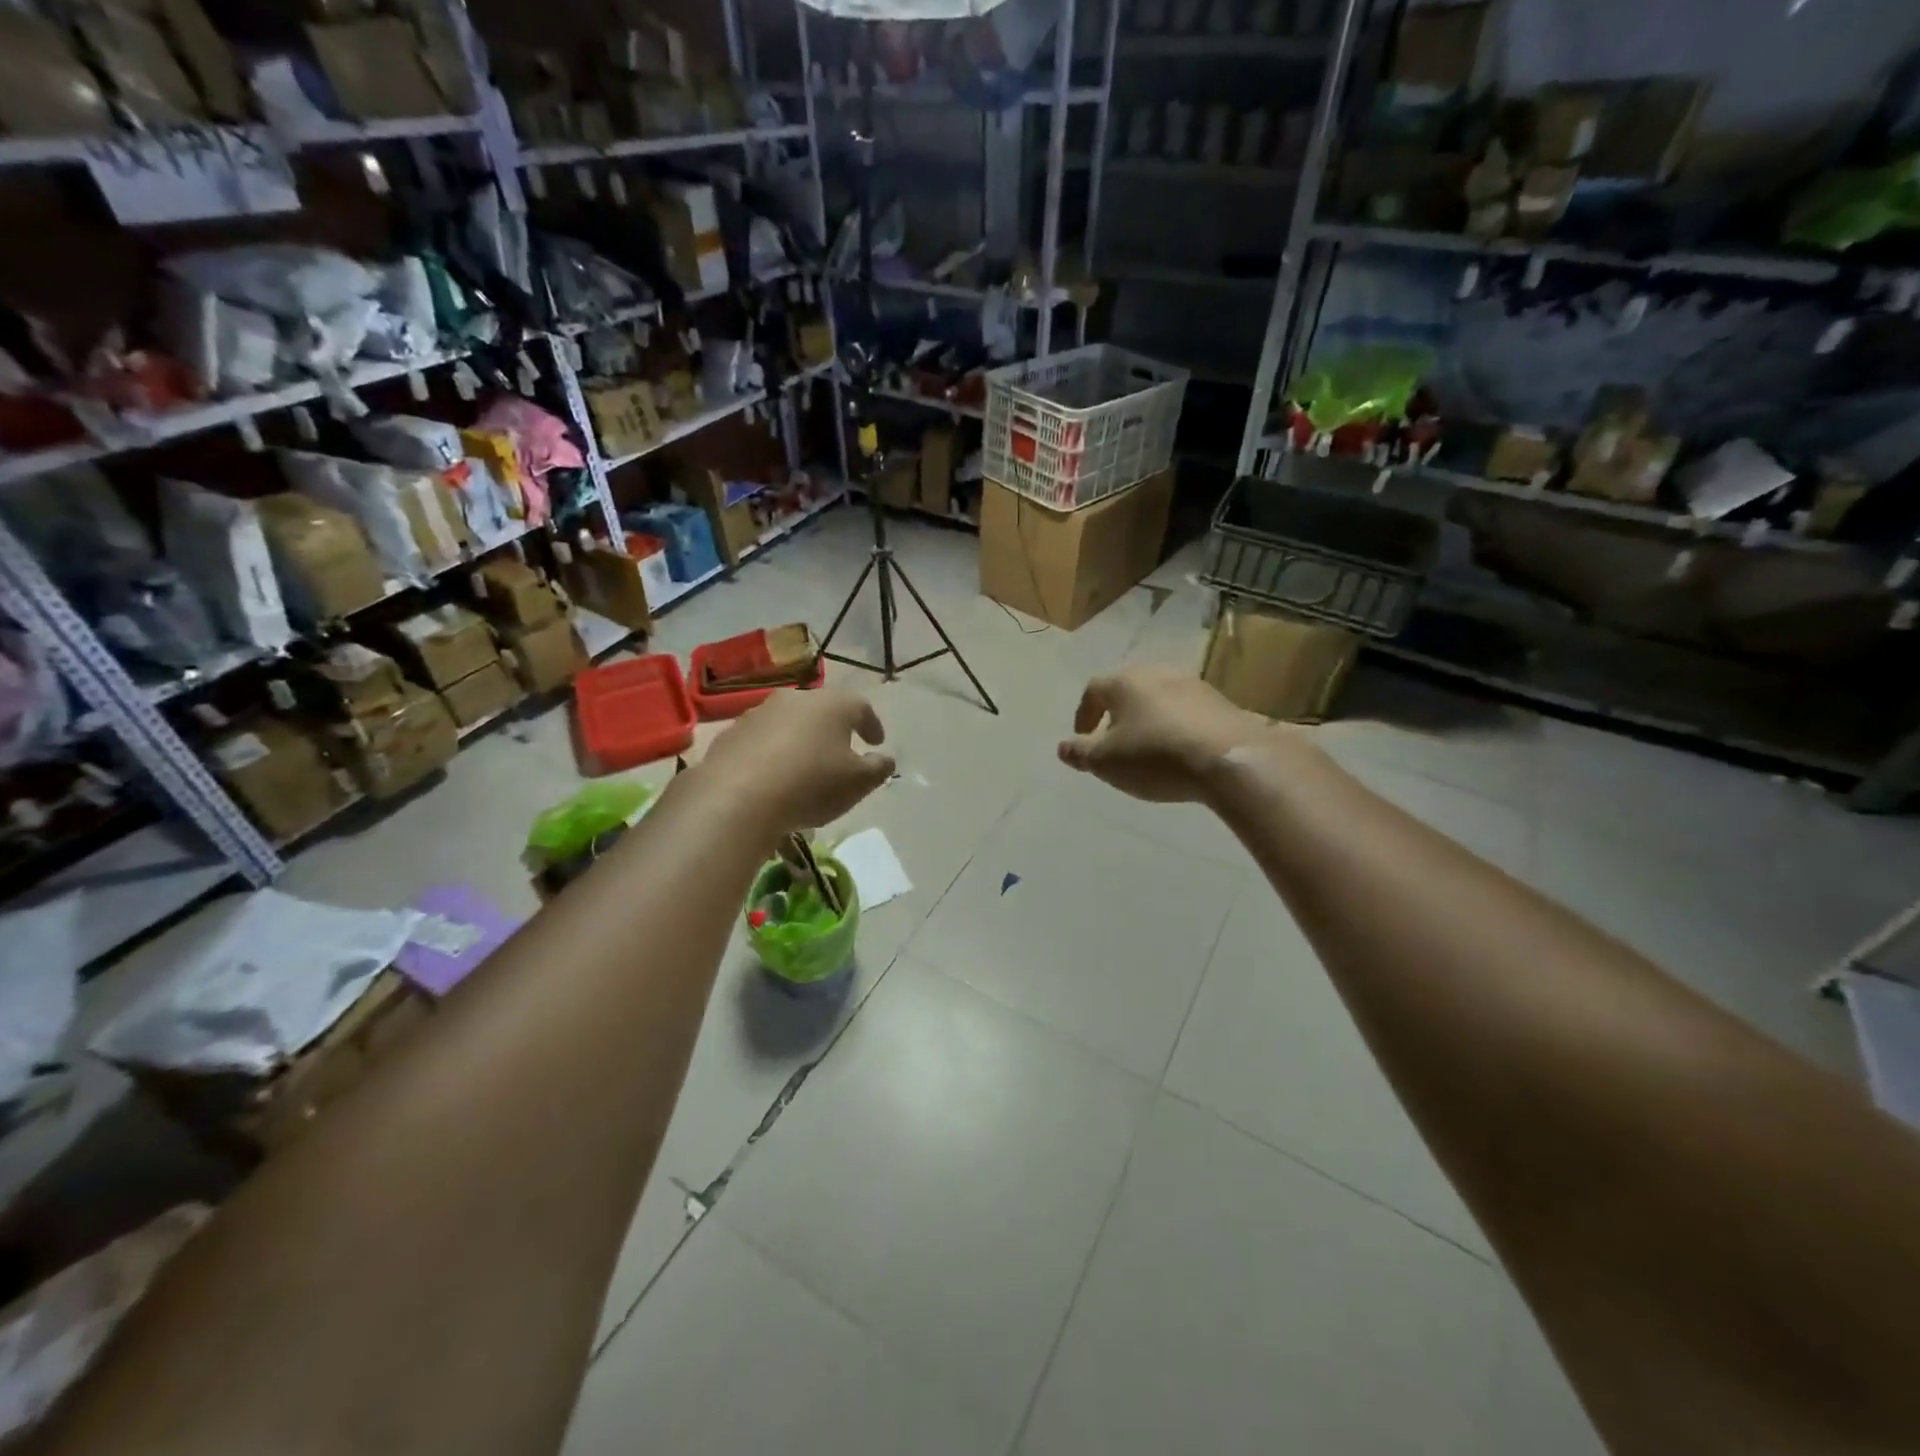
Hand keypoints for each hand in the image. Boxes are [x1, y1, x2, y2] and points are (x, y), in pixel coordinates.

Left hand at [700, 686, 895, 831]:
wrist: (736, 798)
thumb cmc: (810, 785)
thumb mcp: (858, 783)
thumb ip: (878, 768)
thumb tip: (885, 758)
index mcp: (832, 705)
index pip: (861, 707)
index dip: (871, 725)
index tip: (876, 742)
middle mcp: (795, 699)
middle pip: (821, 709)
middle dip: (834, 728)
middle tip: (841, 750)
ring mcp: (759, 713)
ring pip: (789, 723)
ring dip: (800, 740)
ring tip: (805, 767)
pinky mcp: (731, 734)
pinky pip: (761, 740)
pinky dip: (772, 753)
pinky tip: (773, 776)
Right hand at [1058, 667, 1279, 802]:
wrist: (1229, 760)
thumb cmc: (1155, 756)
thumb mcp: (1106, 762)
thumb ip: (1081, 753)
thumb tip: (1063, 747)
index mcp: (1125, 682)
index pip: (1094, 689)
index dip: (1084, 713)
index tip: (1083, 737)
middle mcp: (1158, 673)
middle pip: (1129, 688)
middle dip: (1117, 713)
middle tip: (1114, 741)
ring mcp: (1194, 685)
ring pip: (1160, 697)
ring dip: (1148, 718)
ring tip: (1147, 748)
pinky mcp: (1221, 703)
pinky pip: (1187, 711)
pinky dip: (1176, 726)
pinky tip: (1179, 751)